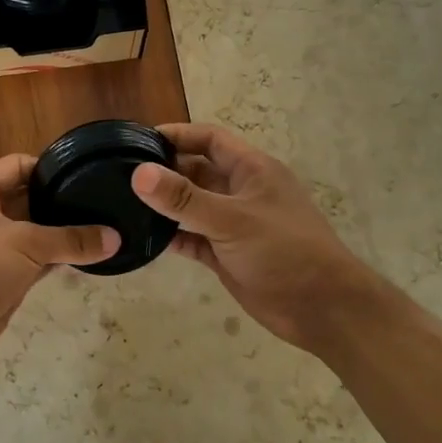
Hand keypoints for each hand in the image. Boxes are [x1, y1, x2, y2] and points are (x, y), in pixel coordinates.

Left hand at [0, 153, 118, 372]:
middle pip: (28, 199)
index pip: (18, 165)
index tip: (87, 173)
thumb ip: (71, 239)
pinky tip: (88, 256)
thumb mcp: (25, 244)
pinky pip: (35, 260)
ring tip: (105, 227)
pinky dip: (57, 258)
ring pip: (34, 232)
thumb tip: (115, 238)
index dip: (50, 168)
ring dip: (62, 233)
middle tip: (104, 201)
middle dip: (61, 201)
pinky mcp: (1, 277)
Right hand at [131, 123, 386, 353]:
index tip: (138, 140)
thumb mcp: (231, 218)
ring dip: (165, 204)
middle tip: (121, 173)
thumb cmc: (283, 250)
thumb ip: (184, 198)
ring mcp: (234, 224)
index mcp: (252, 170)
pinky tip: (144, 238)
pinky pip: (193, 238)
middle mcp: (241, 192)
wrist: (321, 307)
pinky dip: (172, 237)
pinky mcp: (226, 255)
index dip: (177, 135)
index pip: (210, 139)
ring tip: (124, 203)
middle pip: (197, 170)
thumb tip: (139, 173)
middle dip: (165, 170)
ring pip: (193, 206)